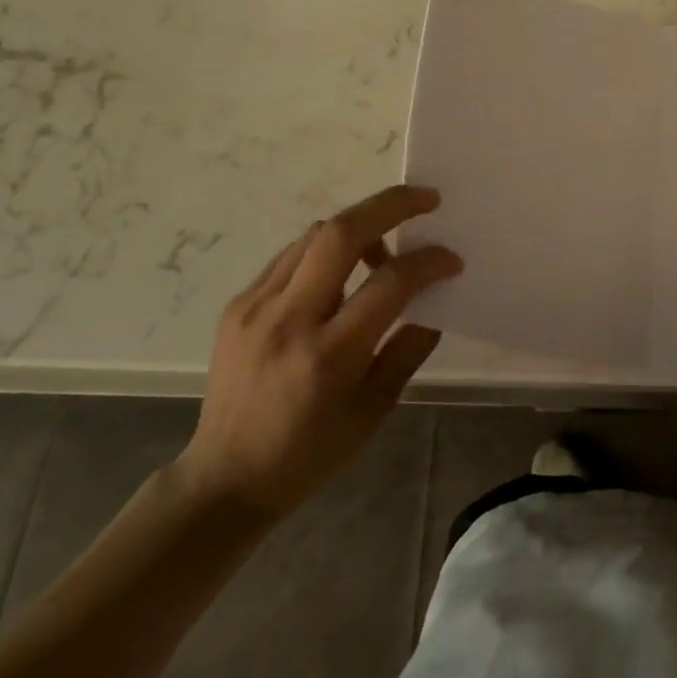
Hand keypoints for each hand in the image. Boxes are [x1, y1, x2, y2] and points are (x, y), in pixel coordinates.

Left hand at [175, 185, 461, 519]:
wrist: (225, 478)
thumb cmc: (310, 452)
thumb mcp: (375, 410)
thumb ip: (408, 348)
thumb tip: (432, 299)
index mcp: (329, 356)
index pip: (389, 283)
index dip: (428, 262)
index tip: (451, 259)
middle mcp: (289, 320)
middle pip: (341, 233)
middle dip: (390, 205)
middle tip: (426, 199)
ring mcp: (255, 307)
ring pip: (315, 235)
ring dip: (359, 227)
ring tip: (383, 249)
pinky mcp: (238, 304)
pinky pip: (291, 256)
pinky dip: (325, 250)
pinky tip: (340, 272)